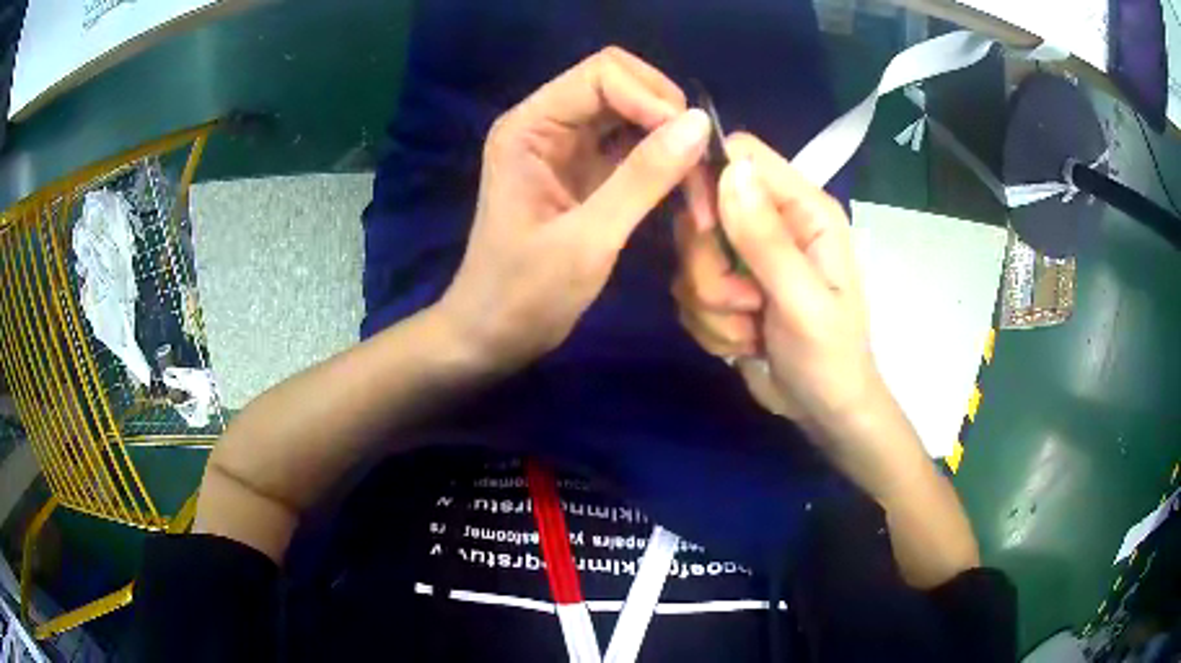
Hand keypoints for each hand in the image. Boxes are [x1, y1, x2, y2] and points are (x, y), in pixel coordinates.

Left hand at [436, 47, 710, 369]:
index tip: (690, 144)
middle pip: (623, 86)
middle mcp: (548, 124)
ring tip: (703, 186)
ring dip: (673, 142)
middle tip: (703, 165)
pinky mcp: (587, 173)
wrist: (493, 336)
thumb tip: (700, 124)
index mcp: (530, 126)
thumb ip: (642, 178)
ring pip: (635, 116)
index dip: (652, 97)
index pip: (602, 73)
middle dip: (669, 117)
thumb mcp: (587, 239)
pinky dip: (665, 164)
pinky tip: (687, 193)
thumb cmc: (523, 295)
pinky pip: (636, 149)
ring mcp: (568, 148)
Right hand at [677, 132, 883, 430]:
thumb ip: (767, 239)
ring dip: (715, 306)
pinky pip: (687, 292)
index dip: (711, 183)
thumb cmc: (830, 356)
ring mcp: (744, 255)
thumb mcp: (803, 302)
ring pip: (689, 259)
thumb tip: (731, 169)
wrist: (823, 410)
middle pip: (701, 211)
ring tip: (755, 329)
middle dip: (713, 269)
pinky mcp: (724, 286)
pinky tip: (745, 341)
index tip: (707, 230)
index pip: (741, 156)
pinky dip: (711, 325)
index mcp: (803, 209)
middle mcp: (771, 222)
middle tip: (750, 304)